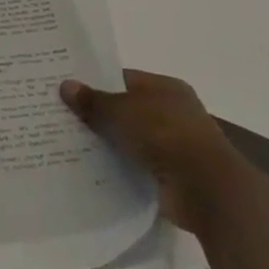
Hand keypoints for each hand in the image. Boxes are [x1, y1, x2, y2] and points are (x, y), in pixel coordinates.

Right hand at [59, 69, 246, 233]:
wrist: (207, 190)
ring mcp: (174, 146)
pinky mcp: (171, 176)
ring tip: (67, 143)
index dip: (95, 82)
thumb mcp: (122, 111)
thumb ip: (94, 100)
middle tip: (60, 115)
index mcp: (166, 88)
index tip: (67, 89)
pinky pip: (136, 166)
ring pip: (130, 139)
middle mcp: (172, 113)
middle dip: (97, 114)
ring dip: (107, 143)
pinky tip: (90, 169)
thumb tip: (65, 86)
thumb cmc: (166, 135)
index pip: (124, 78)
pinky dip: (118, 167)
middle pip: (126, 109)